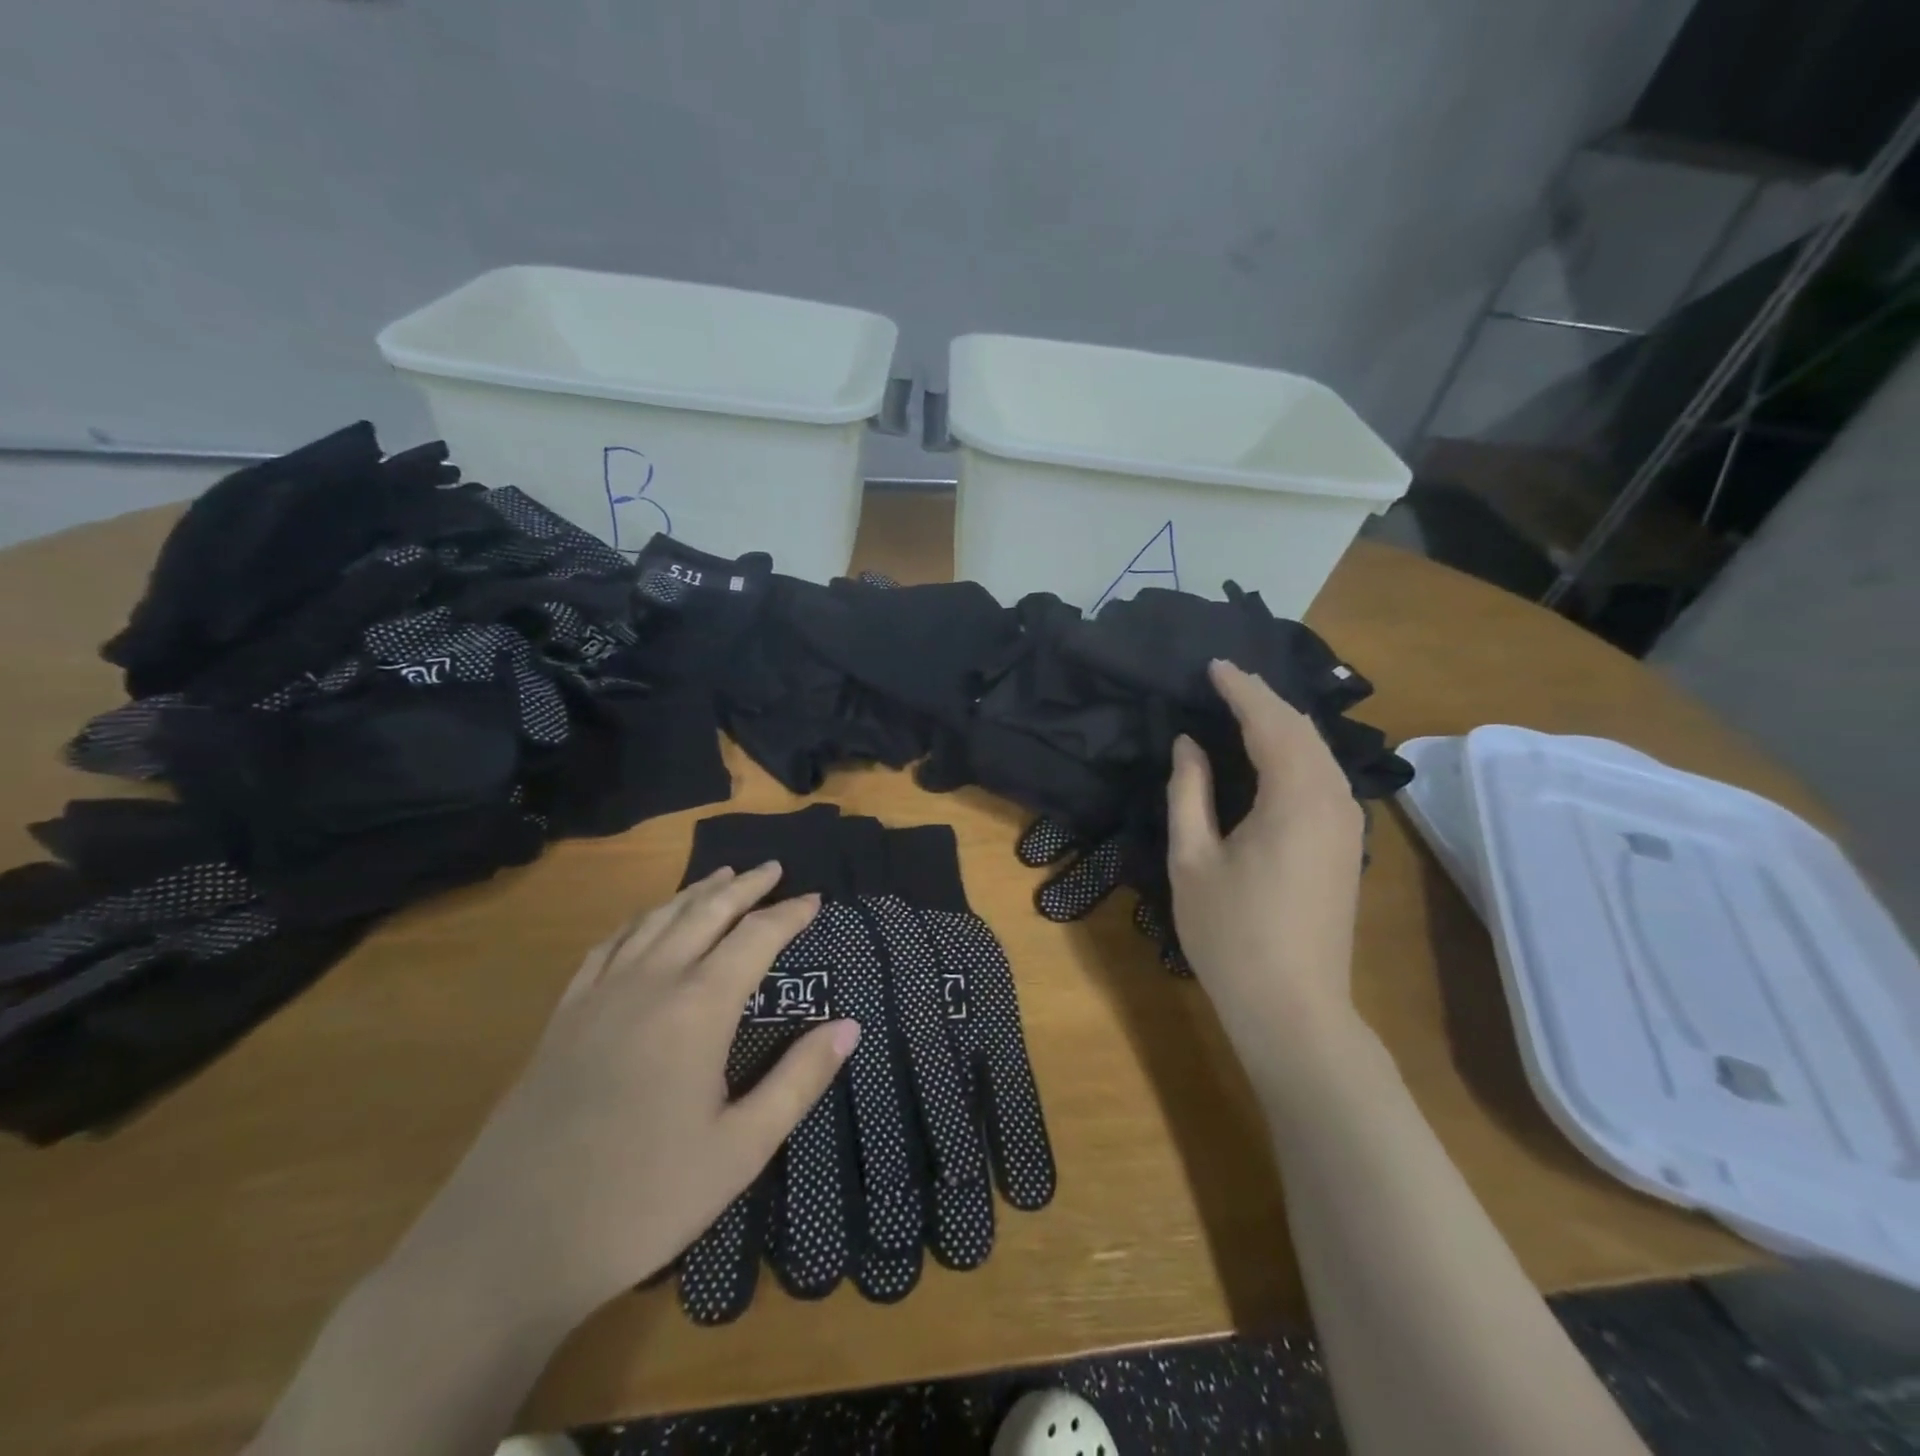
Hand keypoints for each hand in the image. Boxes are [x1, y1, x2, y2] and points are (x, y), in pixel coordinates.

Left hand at [398, 863, 859, 1325]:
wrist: (508, 1243)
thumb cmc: (641, 1199)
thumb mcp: (740, 1150)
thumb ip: (799, 1080)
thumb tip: (850, 1025)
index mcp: (698, 1008)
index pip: (755, 937)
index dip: (789, 914)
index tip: (815, 899)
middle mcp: (650, 982)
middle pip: (705, 913)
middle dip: (743, 886)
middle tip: (772, 868)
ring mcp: (600, 995)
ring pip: (656, 920)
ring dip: (694, 893)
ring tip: (720, 876)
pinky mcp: (564, 1016)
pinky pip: (608, 945)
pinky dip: (639, 920)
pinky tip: (645, 922)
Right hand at [1166, 660, 1369, 1088]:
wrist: (1293, 1007)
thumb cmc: (1230, 934)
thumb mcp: (1192, 858)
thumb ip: (1189, 791)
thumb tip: (1188, 744)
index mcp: (1295, 798)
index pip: (1270, 721)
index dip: (1241, 689)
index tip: (1213, 665)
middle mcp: (1333, 799)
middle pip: (1302, 729)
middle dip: (1264, 699)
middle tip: (1225, 680)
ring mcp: (1348, 824)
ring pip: (1319, 751)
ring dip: (1282, 723)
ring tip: (1243, 707)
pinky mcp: (1348, 844)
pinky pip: (1324, 776)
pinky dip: (1296, 751)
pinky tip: (1272, 754)